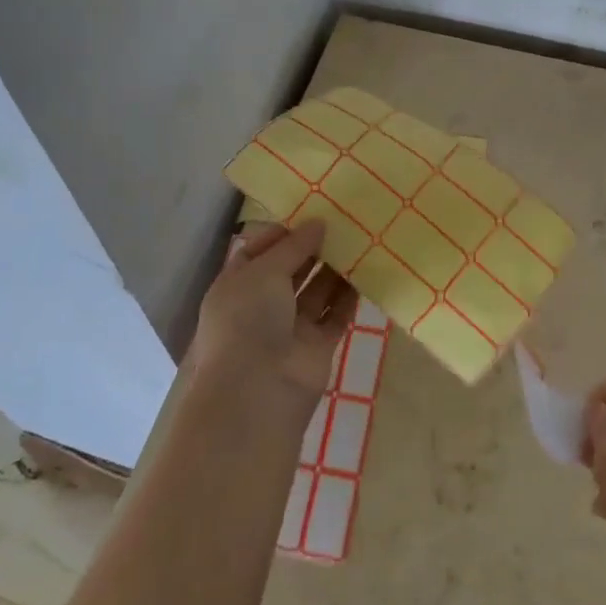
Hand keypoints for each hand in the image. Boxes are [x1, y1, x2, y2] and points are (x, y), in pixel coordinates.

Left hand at [187, 220, 357, 400]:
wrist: (258, 390)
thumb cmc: (249, 320)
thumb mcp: (264, 271)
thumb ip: (294, 246)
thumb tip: (317, 223)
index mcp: (238, 284)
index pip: (260, 250)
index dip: (284, 233)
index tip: (313, 214)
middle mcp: (262, 304)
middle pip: (291, 269)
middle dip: (314, 248)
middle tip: (344, 222)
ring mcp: (290, 327)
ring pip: (316, 291)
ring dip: (335, 269)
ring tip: (360, 240)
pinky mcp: (317, 346)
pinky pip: (335, 315)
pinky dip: (349, 297)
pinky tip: (367, 272)